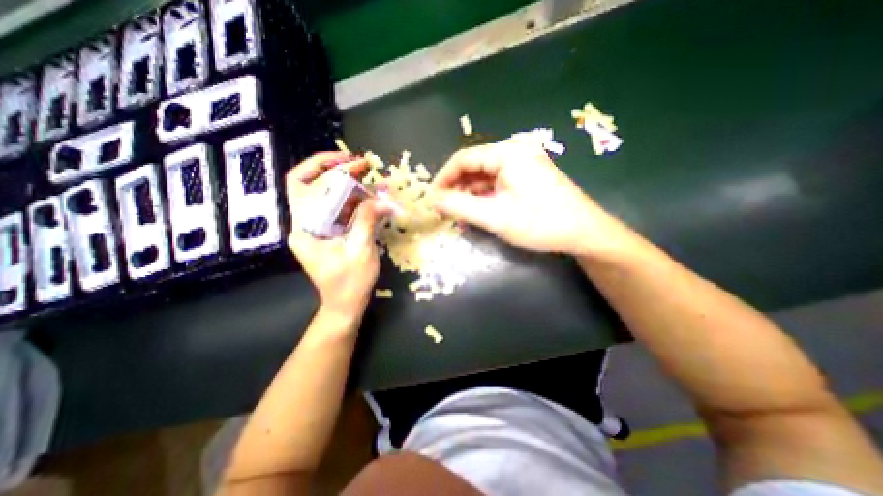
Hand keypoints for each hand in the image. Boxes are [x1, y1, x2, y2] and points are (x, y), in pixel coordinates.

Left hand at [289, 153, 386, 318]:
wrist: (345, 304)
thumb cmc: (350, 283)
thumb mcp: (361, 251)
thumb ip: (367, 221)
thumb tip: (383, 199)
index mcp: (304, 228)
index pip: (303, 185)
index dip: (326, 168)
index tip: (354, 163)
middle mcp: (303, 224)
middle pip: (308, 184)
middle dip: (333, 169)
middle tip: (359, 164)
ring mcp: (314, 228)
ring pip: (323, 195)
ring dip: (344, 183)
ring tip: (366, 177)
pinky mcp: (326, 233)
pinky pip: (335, 208)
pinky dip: (351, 198)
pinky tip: (367, 196)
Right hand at [433, 138, 622, 255]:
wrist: (584, 232)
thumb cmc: (540, 223)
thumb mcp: (496, 217)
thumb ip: (461, 207)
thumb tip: (432, 200)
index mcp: (507, 153)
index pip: (463, 159)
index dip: (443, 178)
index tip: (431, 199)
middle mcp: (513, 152)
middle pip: (473, 166)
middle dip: (455, 188)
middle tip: (443, 210)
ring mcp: (521, 163)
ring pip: (484, 176)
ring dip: (468, 194)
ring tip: (457, 214)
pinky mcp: (526, 176)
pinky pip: (496, 183)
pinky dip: (483, 197)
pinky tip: (476, 212)